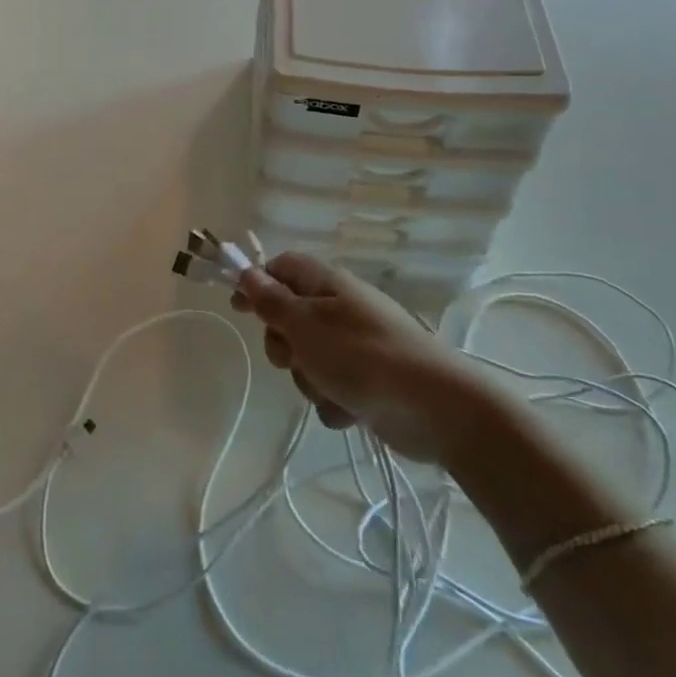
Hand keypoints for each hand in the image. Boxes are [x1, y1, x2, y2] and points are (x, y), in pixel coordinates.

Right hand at [235, 253, 502, 462]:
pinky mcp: (369, 382)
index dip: (257, 283)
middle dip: (283, 343)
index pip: (282, 267)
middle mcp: (341, 309)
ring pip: (308, 358)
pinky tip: (350, 410)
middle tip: (292, 357)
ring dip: (309, 379)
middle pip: (290, 317)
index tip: (238, 308)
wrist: (437, 409)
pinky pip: (332, 387)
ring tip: (330, 389)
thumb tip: (247, 273)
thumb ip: (271, 301)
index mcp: (327, 284)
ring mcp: (357, 346)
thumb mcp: (305, 325)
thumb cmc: (362, 357)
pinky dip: (334, 400)